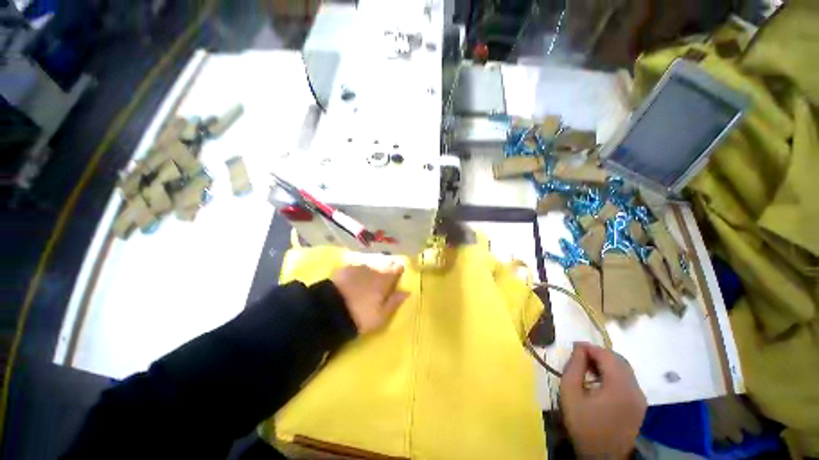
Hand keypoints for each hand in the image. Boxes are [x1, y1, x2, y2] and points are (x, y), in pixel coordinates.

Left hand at [331, 262, 408, 333]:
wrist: (330, 311)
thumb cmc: (360, 316)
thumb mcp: (381, 316)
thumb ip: (394, 302)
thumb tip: (407, 292)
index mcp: (383, 281)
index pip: (395, 270)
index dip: (398, 270)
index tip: (399, 272)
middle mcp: (372, 271)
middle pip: (381, 269)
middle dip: (382, 275)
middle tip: (378, 286)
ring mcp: (357, 268)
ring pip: (367, 269)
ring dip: (368, 275)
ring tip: (362, 286)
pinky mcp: (343, 270)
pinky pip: (354, 270)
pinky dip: (355, 276)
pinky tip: (350, 284)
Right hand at [560, 343, 646, 458]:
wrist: (601, 456)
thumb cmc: (583, 424)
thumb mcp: (570, 393)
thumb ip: (574, 367)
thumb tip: (579, 348)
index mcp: (620, 387)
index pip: (607, 355)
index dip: (589, 347)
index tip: (573, 347)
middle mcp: (635, 390)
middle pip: (618, 360)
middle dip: (598, 354)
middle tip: (579, 357)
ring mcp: (640, 398)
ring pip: (624, 369)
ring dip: (606, 363)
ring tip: (587, 368)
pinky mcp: (639, 404)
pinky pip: (627, 379)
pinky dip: (613, 373)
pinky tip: (599, 381)